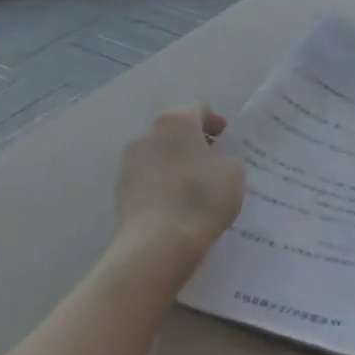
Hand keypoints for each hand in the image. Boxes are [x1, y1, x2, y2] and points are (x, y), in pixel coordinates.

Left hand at [109, 106, 245, 290]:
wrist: (157, 244)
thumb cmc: (201, 199)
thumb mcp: (234, 174)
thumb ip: (229, 160)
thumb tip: (218, 162)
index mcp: (176, 121)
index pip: (198, 110)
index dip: (216, 123)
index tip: (228, 141)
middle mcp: (147, 134)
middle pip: (175, 132)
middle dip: (194, 144)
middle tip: (214, 164)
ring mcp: (129, 163)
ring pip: (159, 156)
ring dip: (176, 165)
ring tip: (195, 189)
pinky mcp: (120, 191)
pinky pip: (148, 180)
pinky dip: (162, 186)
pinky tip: (177, 206)